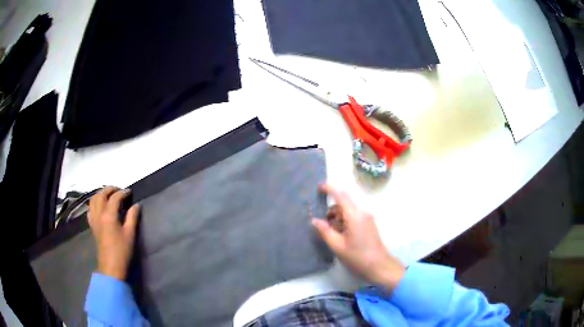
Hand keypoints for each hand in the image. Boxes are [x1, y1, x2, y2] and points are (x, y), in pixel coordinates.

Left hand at [88, 187, 139, 280]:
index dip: (123, 193)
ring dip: (101, 194)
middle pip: (101, 194)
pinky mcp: (92, 225)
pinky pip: (90, 209)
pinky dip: (95, 203)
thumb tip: (136, 205)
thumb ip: (132, 217)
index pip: (115, 198)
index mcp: (108, 215)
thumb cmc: (122, 251)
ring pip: (93, 199)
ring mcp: (94, 219)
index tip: (130, 192)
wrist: (111, 266)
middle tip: (119, 190)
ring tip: (109, 195)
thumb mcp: (130, 234)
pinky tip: (100, 206)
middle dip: (110, 189)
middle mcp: (99, 214)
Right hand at [312, 184, 404, 290]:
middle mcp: (362, 212)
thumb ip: (325, 231)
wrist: (379, 265)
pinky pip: (354, 215)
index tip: (318, 187)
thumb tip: (314, 220)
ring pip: (349, 209)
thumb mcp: (337, 246)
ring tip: (331, 233)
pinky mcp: (369, 223)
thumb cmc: (357, 256)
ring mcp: (367, 217)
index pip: (341, 195)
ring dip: (338, 215)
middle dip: (332, 208)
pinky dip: (345, 220)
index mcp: (354, 215)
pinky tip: (341, 234)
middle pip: (344, 201)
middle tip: (322, 222)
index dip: (329, 188)